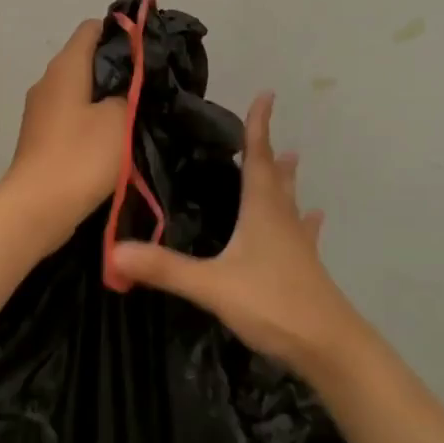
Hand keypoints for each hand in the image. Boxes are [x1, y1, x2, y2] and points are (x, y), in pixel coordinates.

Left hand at [1, 19, 129, 238]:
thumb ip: (131, 91)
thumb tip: (132, 82)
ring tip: (137, 111)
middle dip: (118, 67)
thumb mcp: (120, 119)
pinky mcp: (40, 136)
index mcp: (65, 67)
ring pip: (79, 90)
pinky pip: (71, 115)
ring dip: (105, 97)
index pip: (92, 28)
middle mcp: (48, 81)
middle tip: (151, 84)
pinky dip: (91, 119)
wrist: (37, 209)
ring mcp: (40, 110)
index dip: (122, 32)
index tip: (148, 50)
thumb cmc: (81, 157)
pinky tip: (113, 137)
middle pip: (86, 59)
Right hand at [109, 92, 361, 373]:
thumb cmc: (273, 304)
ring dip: (287, 180)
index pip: (258, 158)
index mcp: (262, 211)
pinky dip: (304, 221)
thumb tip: (114, 250)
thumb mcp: (212, 286)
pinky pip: (303, 234)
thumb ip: (165, 268)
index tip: (266, 95)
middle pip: (275, 177)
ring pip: (290, 202)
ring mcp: (298, 244)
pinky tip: (313, 219)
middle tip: (266, 130)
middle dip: (268, 151)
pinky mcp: (306, 268)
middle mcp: (282, 219)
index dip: (259, 127)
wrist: (329, 347)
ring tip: (292, 160)